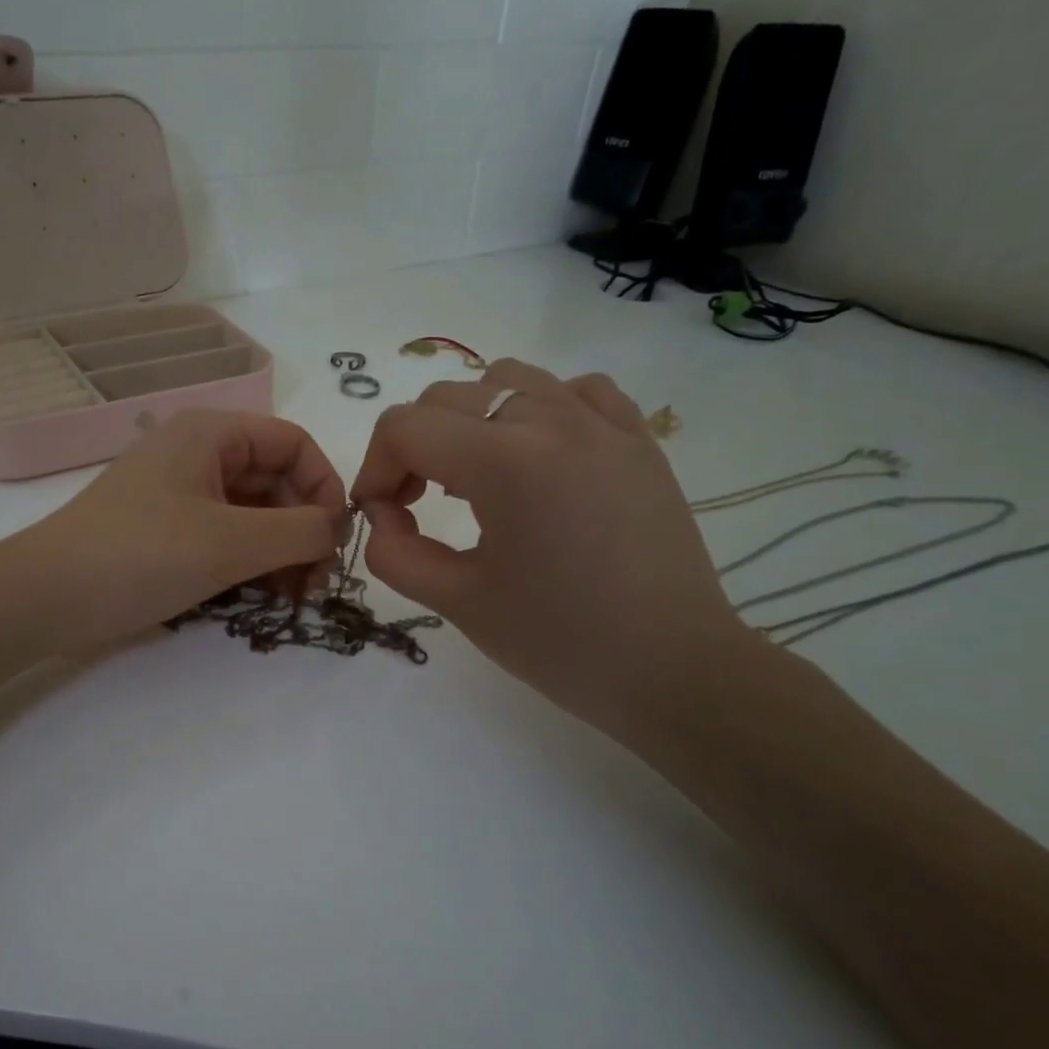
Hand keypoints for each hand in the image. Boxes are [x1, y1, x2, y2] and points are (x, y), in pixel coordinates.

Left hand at [20, 409, 347, 649]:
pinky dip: (252, 562)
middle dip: (304, 530)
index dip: (325, 487)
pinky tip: (264, 596)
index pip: (294, 444)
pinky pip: (227, 536)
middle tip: (316, 585)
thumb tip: (340, 527)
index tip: (336, 541)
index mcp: (212, 434)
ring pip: (254, 513)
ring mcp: (182, 493)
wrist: (43, 599)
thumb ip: (300, 531)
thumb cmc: (139, 556)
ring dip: (282, 552)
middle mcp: (199, 454)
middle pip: (277, 480)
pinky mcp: (169, 530)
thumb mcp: (231, 543)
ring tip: (294, 599)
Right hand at [350, 359, 751, 744]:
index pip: (405, 427)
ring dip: (472, 420)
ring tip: (478, 477)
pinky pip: (575, 391)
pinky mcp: (638, 439)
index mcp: (504, 462)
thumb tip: (383, 515)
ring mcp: (603, 424)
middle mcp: (552, 421)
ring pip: (508, 380)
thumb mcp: (459, 603)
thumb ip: (396, 554)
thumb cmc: (560, 643)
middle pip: (447, 397)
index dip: (375, 468)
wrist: (673, 669)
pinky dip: (541, 410)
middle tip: (417, 503)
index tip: (382, 515)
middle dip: (414, 446)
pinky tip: (541, 458)